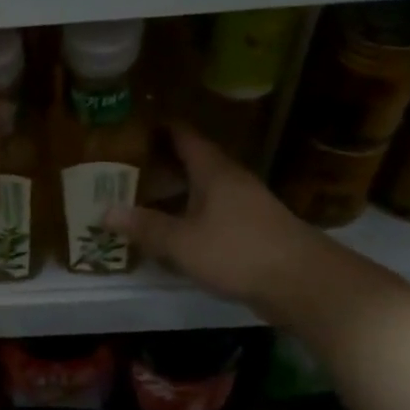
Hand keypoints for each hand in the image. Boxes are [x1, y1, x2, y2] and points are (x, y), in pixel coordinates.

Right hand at [105, 124, 311, 305]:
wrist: (304, 284)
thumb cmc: (238, 251)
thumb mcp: (182, 242)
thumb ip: (144, 227)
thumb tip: (105, 212)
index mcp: (213, 171)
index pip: (183, 135)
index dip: (159, 127)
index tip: (131, 125)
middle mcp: (230, 180)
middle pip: (191, 162)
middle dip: (159, 163)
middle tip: (123, 167)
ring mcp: (245, 204)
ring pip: (202, 190)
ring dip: (174, 192)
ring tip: (140, 198)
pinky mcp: (253, 229)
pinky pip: (212, 213)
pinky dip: (190, 215)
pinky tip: (173, 231)